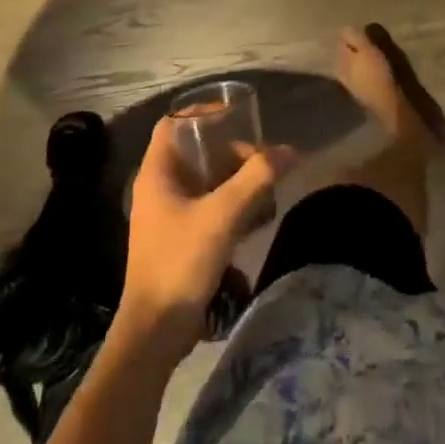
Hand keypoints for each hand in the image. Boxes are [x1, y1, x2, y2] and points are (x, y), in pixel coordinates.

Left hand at [119, 117, 297, 353]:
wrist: (155, 331)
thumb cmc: (181, 261)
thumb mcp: (224, 214)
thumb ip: (257, 178)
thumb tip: (289, 150)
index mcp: (156, 173)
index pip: (173, 123)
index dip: (202, 112)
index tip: (236, 114)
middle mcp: (157, 188)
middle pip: (194, 151)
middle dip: (229, 149)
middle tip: (261, 158)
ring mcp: (165, 215)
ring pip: (202, 179)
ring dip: (233, 177)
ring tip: (264, 184)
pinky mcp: (176, 238)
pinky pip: (205, 204)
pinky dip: (228, 200)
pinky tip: (253, 214)